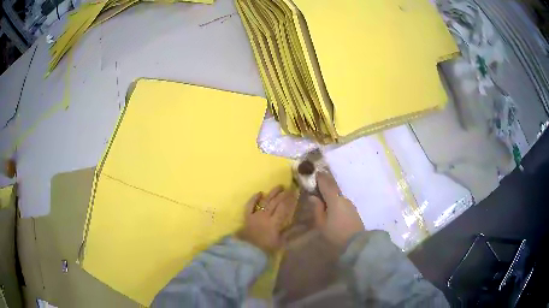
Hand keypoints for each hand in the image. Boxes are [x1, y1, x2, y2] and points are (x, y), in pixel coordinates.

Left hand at [237, 186, 297, 253]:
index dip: (290, 199)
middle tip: (289, 188)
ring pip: (265, 201)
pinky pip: (250, 205)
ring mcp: (255, 215)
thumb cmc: (265, 248)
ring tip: (279, 186)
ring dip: (272, 193)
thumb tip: (300, 225)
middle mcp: (265, 216)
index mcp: (274, 223)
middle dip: (283, 194)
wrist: (247, 251)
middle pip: (275, 202)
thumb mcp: (280, 242)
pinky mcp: (247, 216)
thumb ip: (290, 233)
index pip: (283, 207)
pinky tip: (260, 193)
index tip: (295, 193)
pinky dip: (254, 198)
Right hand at [309, 171, 364, 247]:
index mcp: (334, 199)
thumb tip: (313, 197)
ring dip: (330, 193)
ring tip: (322, 196)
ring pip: (338, 195)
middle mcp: (343, 198)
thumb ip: (317, 208)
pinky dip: (335, 199)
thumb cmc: (335, 233)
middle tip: (317, 182)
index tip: (314, 172)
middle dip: (325, 183)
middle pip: (333, 187)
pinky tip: (331, 206)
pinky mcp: (353, 210)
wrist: (356, 242)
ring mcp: (350, 204)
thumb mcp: (321, 223)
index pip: (326, 184)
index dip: (320, 177)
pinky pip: (342, 201)